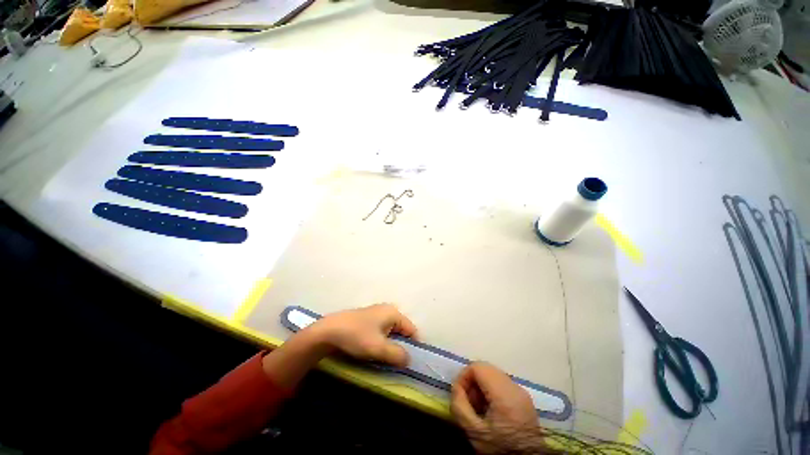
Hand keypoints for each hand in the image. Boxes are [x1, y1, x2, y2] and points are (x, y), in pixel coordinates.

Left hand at [308, 303, 417, 366]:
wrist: (328, 331)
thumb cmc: (356, 336)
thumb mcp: (379, 348)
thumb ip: (398, 354)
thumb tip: (409, 359)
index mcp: (393, 312)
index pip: (412, 329)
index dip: (414, 346)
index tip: (411, 364)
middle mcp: (387, 310)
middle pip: (402, 331)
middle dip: (401, 347)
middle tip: (398, 364)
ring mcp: (375, 315)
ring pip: (390, 334)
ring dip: (390, 347)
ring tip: (386, 361)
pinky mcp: (366, 321)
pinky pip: (380, 333)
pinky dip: (381, 344)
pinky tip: (374, 353)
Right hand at [451, 362, 542, 453]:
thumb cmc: (500, 449)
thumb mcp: (474, 432)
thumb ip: (460, 406)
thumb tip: (456, 387)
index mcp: (504, 394)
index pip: (478, 367)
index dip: (464, 376)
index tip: (459, 393)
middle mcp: (515, 387)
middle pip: (486, 368)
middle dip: (472, 381)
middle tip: (468, 401)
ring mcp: (521, 391)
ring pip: (493, 374)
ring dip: (481, 385)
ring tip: (478, 406)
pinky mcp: (524, 398)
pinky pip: (502, 383)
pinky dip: (491, 390)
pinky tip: (489, 409)